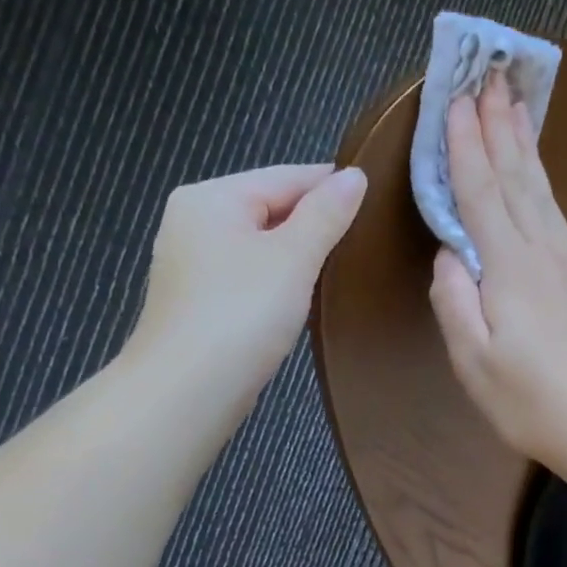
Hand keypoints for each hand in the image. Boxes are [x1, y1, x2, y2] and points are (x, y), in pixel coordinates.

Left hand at [124, 163, 366, 393]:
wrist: (187, 391)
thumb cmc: (242, 313)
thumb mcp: (293, 257)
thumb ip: (326, 214)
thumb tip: (355, 176)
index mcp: (211, 197)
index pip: (285, 176)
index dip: (332, 185)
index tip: (378, 197)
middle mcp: (193, 221)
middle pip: (269, 208)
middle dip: (315, 221)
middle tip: (367, 236)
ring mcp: (191, 264)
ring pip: (259, 244)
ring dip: (298, 253)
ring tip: (343, 265)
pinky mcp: (198, 302)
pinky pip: (248, 275)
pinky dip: (278, 280)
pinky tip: (304, 295)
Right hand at [428, 72, 566, 472]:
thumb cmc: (528, 402)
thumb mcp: (472, 360)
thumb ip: (454, 302)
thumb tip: (449, 256)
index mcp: (507, 269)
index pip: (480, 194)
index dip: (465, 146)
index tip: (455, 100)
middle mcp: (545, 254)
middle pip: (517, 181)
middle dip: (499, 129)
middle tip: (490, 80)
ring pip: (551, 198)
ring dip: (534, 152)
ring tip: (523, 109)